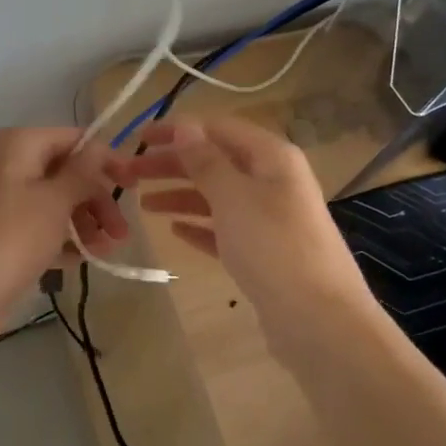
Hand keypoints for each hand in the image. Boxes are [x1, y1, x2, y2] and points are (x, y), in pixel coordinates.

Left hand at [0, 127, 129, 341]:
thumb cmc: (14, 239)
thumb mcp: (56, 202)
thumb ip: (83, 171)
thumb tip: (99, 146)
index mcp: (16, 144)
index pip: (72, 138)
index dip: (106, 159)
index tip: (134, 184)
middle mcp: (2, 162)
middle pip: (63, 170)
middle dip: (96, 199)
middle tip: (121, 231)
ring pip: (51, 198)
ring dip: (83, 220)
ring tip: (105, 249)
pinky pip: (34, 220)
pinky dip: (59, 234)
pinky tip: (82, 257)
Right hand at [121, 118, 378, 342]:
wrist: (317, 319)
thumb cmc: (273, 246)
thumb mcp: (233, 196)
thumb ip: (206, 161)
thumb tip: (186, 126)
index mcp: (271, 157)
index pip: (218, 129)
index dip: (178, 130)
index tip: (140, 137)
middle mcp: (273, 181)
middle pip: (215, 162)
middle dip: (172, 165)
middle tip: (128, 174)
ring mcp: (270, 219)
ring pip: (217, 197)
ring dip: (180, 196)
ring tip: (143, 205)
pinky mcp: (264, 253)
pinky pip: (224, 230)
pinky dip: (200, 226)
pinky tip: (175, 231)